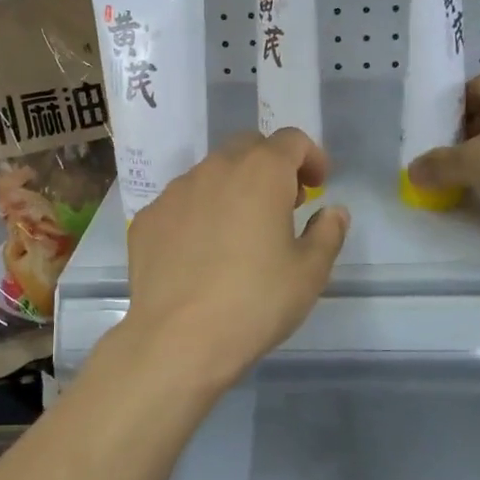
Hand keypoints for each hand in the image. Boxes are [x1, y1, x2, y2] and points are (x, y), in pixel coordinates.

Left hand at [123, 129, 349, 393]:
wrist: (179, 339)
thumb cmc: (256, 301)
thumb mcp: (309, 272)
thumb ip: (327, 232)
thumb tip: (332, 211)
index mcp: (261, 172)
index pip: (291, 140)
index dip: (311, 157)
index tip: (317, 186)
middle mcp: (215, 169)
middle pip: (248, 147)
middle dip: (270, 166)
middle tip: (282, 205)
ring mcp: (175, 192)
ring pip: (211, 174)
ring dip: (232, 189)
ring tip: (239, 232)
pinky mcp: (147, 218)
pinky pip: (180, 203)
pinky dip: (198, 214)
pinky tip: (200, 254)